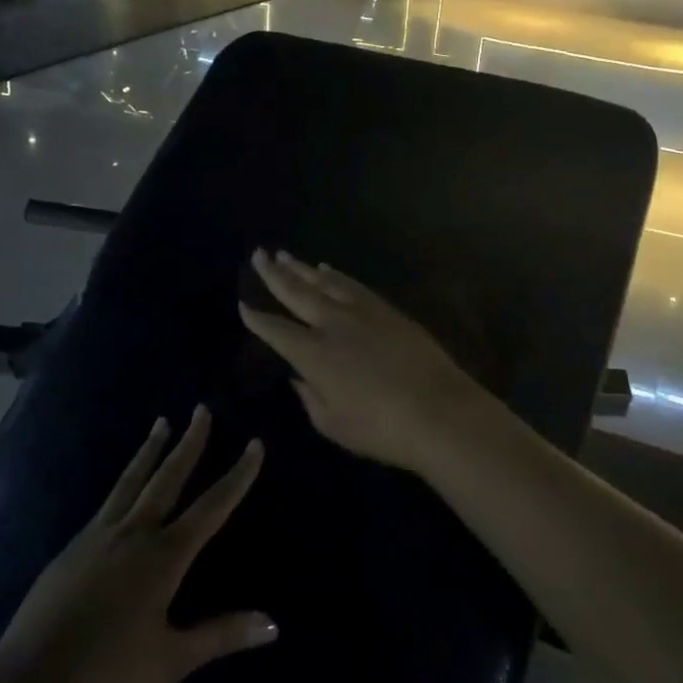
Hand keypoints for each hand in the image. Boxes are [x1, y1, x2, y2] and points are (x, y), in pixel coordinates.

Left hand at [0, 409, 275, 682]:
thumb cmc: (106, 677)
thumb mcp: (171, 660)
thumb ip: (221, 634)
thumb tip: (273, 624)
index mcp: (164, 557)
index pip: (212, 506)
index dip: (237, 475)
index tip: (255, 444)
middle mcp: (134, 534)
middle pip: (168, 477)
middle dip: (189, 443)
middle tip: (202, 409)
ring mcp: (98, 536)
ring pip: (132, 481)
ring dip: (150, 450)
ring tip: (161, 422)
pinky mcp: (72, 548)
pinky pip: (107, 502)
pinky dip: (123, 481)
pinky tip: (124, 485)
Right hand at [239, 248, 497, 473]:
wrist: (438, 410)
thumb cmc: (380, 428)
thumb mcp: (333, 423)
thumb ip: (310, 397)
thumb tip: (298, 376)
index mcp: (313, 354)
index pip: (276, 330)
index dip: (257, 318)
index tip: (243, 304)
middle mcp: (333, 324)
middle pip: (297, 293)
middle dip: (274, 274)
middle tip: (259, 254)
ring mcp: (362, 312)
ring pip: (324, 282)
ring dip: (302, 268)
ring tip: (285, 256)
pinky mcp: (386, 310)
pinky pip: (353, 285)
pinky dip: (336, 276)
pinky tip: (326, 269)